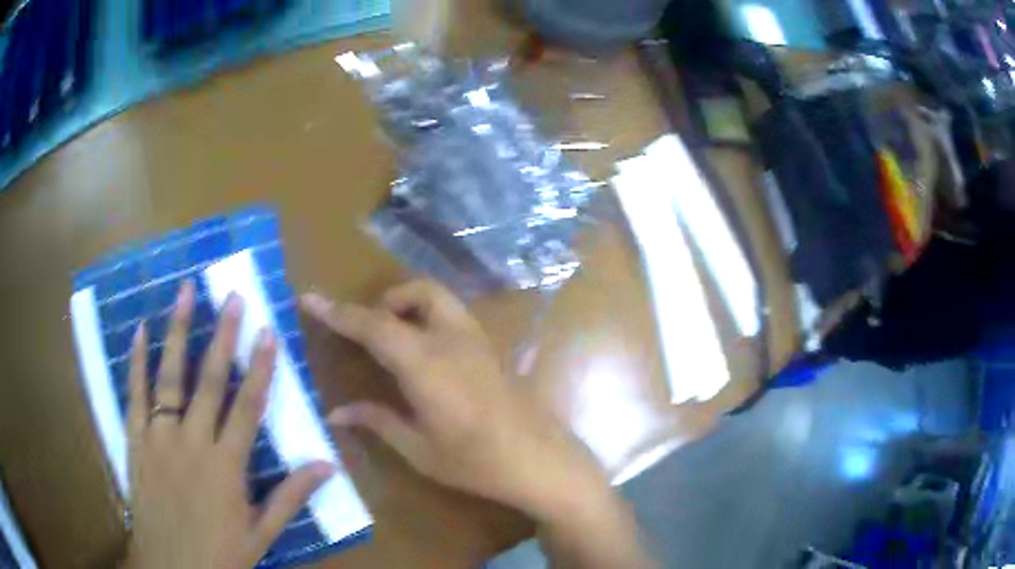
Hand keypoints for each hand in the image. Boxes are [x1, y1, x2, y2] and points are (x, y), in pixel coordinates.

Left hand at [124, 281, 334, 568]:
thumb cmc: (219, 554)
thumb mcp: (261, 534)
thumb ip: (290, 496)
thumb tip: (328, 465)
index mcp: (226, 466)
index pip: (247, 407)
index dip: (259, 368)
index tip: (268, 332)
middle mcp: (192, 442)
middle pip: (208, 381)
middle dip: (223, 336)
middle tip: (231, 296)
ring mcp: (159, 438)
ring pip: (168, 376)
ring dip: (177, 332)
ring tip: (184, 293)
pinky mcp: (136, 440)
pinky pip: (134, 395)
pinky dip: (136, 362)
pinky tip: (139, 331)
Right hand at [300, 279, 604, 517]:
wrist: (541, 462)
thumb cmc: (476, 463)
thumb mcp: (419, 448)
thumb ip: (377, 420)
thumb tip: (336, 411)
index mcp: (426, 363)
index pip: (373, 325)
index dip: (338, 312)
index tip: (310, 298)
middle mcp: (452, 339)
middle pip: (415, 292)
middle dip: (382, 301)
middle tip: (364, 330)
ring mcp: (478, 340)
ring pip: (439, 297)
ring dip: (409, 303)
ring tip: (393, 338)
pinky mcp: (492, 349)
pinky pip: (453, 315)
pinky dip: (429, 316)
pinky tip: (425, 353)